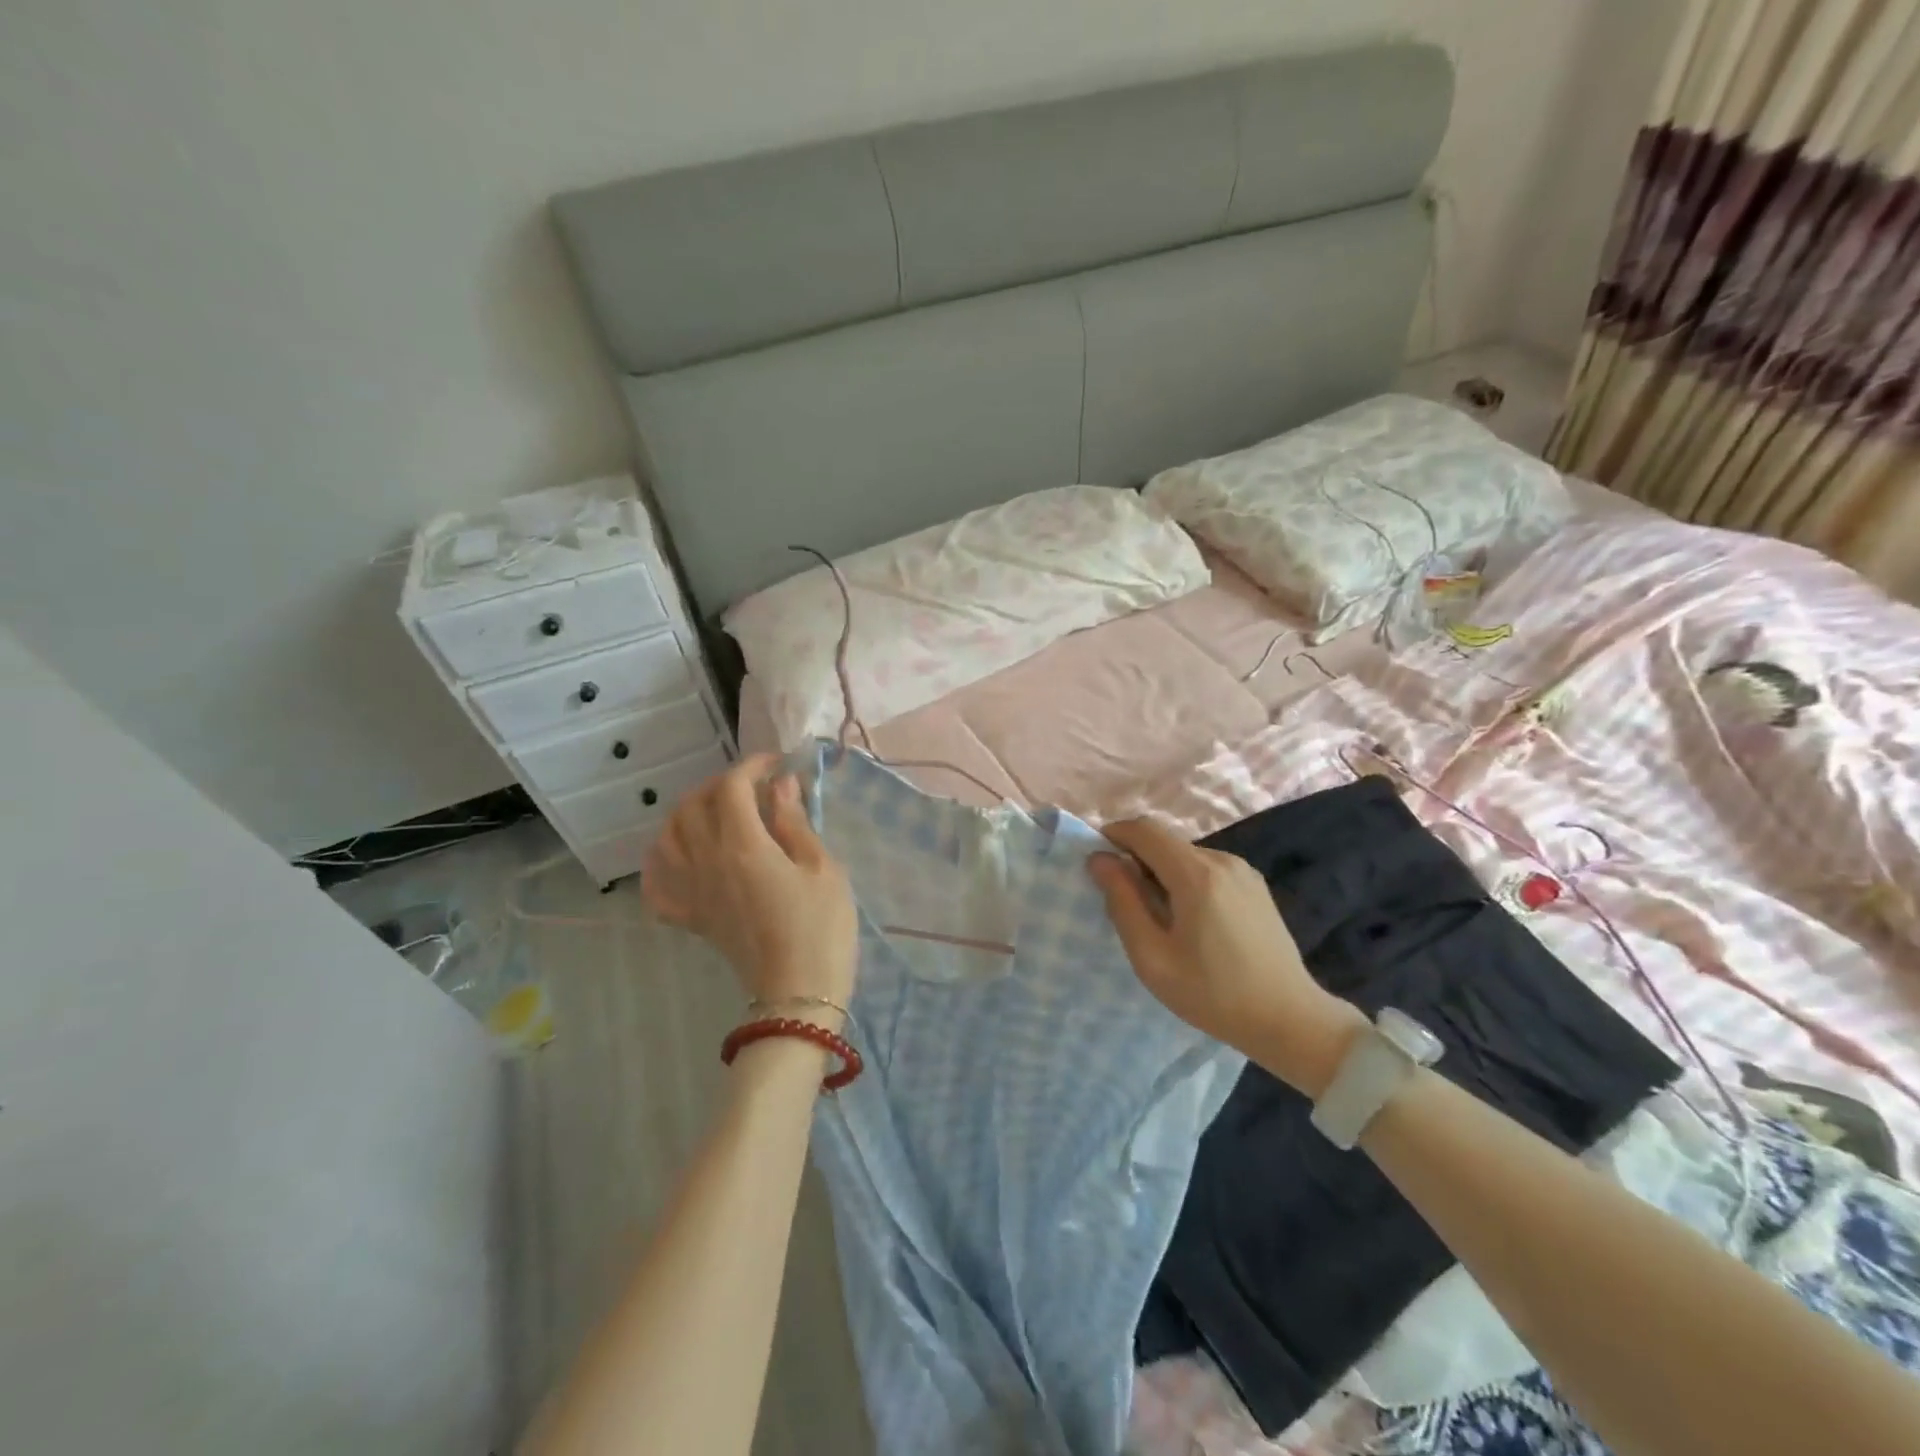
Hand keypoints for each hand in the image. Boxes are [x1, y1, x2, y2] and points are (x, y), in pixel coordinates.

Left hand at [642, 754, 857, 1014]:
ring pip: (668, 836)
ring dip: (688, 813)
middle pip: (693, 805)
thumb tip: (780, 785)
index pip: (731, 787)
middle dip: (720, 784)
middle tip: (753, 786)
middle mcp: (707, 862)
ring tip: (717, 812)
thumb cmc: (822, 926)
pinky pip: (658, 885)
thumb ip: (795, 822)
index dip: (752, 766)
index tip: (777, 764)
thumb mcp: (823, 867)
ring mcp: (693, 892)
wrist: (799, 994)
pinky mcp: (692, 918)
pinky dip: (661, 863)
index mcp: (743, 846)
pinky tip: (680, 855)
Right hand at [1088, 818, 1364, 1094]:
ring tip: (1160, 921)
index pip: (1144, 829)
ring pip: (1185, 855)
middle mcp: (1222, 860)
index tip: (1097, 864)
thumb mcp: (1152, 957)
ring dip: (1161, 873)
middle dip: (1136, 861)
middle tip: (1126, 905)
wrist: (1291, 1020)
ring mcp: (1243, 871)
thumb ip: (1122, 902)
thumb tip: (1099, 859)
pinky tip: (1192, 923)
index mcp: (1196, 874)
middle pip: (1165, 842)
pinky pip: (1207, 869)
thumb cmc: (1213, 994)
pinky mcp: (1255, 886)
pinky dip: (1186, 881)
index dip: (1113, 835)